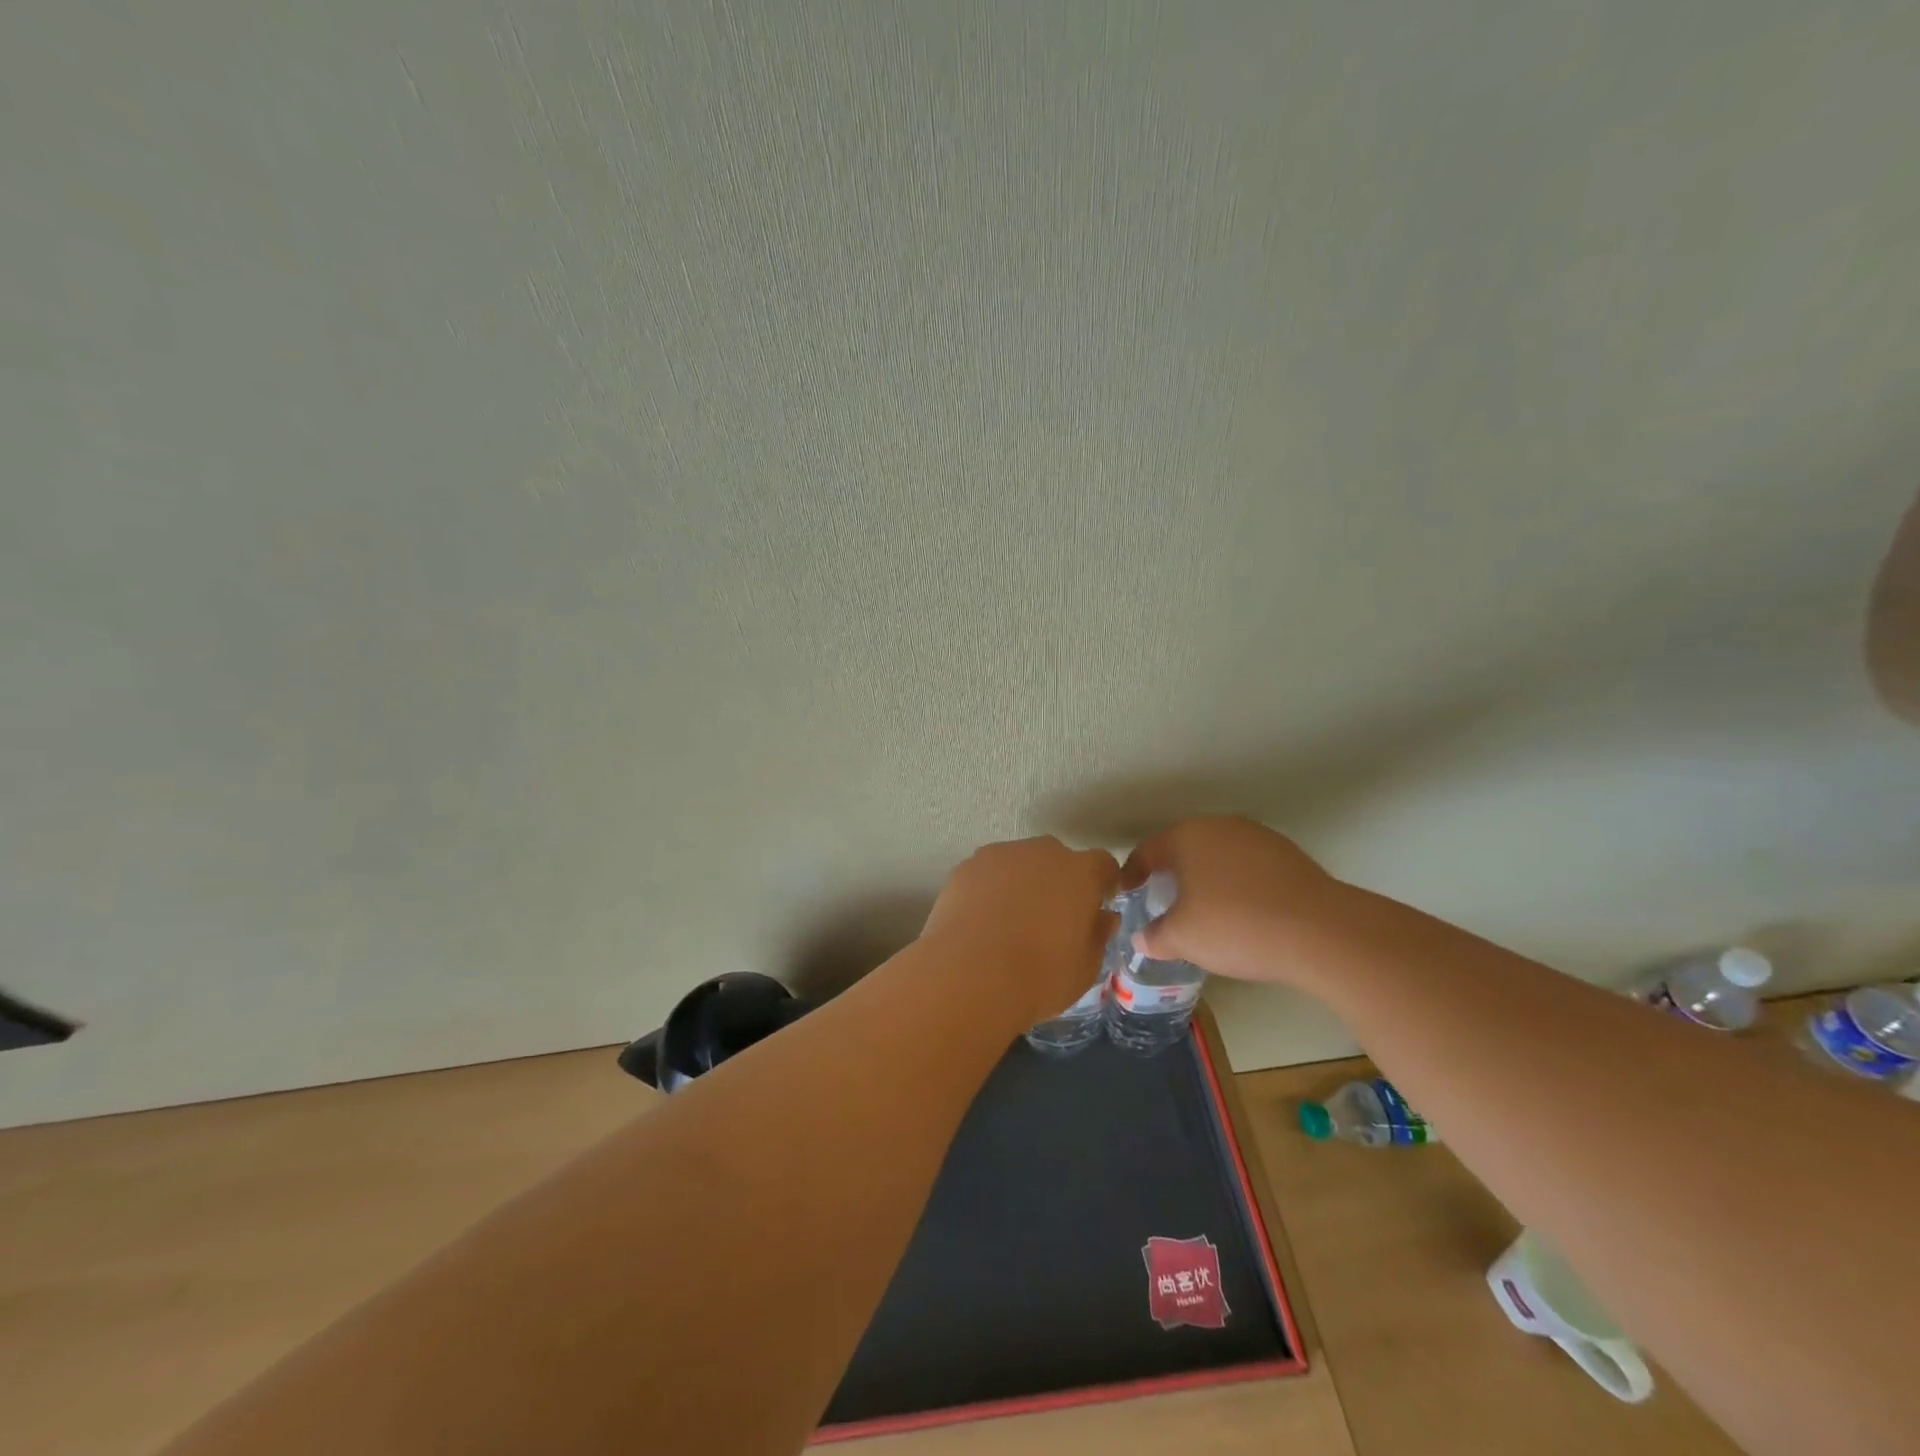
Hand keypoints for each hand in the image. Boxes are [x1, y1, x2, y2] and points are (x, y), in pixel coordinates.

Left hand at [920, 837, 1120, 1026]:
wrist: (969, 977)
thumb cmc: (1039, 977)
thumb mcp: (1085, 968)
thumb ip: (1098, 935)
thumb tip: (1103, 917)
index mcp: (1080, 873)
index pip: (1103, 865)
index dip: (1102, 884)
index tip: (1096, 906)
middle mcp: (1042, 853)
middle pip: (1058, 859)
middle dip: (1059, 882)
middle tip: (1051, 919)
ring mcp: (1000, 855)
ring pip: (1020, 863)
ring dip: (1022, 883)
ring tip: (1010, 922)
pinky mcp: (966, 867)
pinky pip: (988, 873)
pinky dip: (990, 890)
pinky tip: (982, 921)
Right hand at [1122, 817, 1342, 984]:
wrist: (1320, 931)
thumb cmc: (1235, 926)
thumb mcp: (1183, 939)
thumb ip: (1155, 937)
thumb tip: (1142, 939)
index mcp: (1186, 837)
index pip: (1146, 851)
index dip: (1131, 874)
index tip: (1126, 894)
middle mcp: (1219, 826)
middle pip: (1183, 847)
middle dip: (1170, 873)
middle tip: (1161, 900)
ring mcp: (1257, 836)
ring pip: (1218, 854)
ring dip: (1205, 876)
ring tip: (1203, 907)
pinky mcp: (1288, 854)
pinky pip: (1247, 866)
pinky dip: (1236, 883)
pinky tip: (1242, 910)